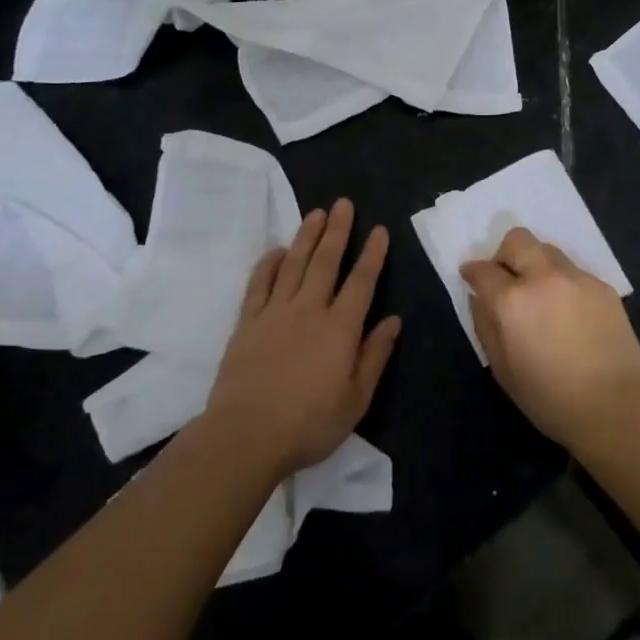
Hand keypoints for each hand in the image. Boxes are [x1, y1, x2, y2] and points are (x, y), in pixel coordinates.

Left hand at [205, 200, 400, 478]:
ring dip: (307, 236)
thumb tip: (394, 320)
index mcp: (340, 328)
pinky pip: (259, 284)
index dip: (372, 254)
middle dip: (338, 230)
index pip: (362, 281)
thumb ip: (375, 355)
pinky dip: (269, 263)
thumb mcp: (356, 399)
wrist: (246, 435)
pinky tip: (277, 250)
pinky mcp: (247, 322)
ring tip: (316, 213)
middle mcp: (309, 310)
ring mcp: (275, 312)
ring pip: (294, 264)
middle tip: (343, 204)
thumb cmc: (309, 423)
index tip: (379, 230)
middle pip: (326, 261)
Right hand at [459, 227, 639, 452]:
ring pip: (548, 250)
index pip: (483, 269)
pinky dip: (562, 283)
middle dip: (504, 254)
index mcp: (513, 301)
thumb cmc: (549, 398)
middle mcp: (544, 278)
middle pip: (517, 240)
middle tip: (507, 280)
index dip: (473, 272)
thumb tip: (479, 298)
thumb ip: (485, 325)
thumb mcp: (502, 369)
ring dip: (536, 265)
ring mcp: (577, 278)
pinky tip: (569, 313)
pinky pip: (573, 271)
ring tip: (541, 297)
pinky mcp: (603, 286)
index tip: (472, 278)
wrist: (615, 406)